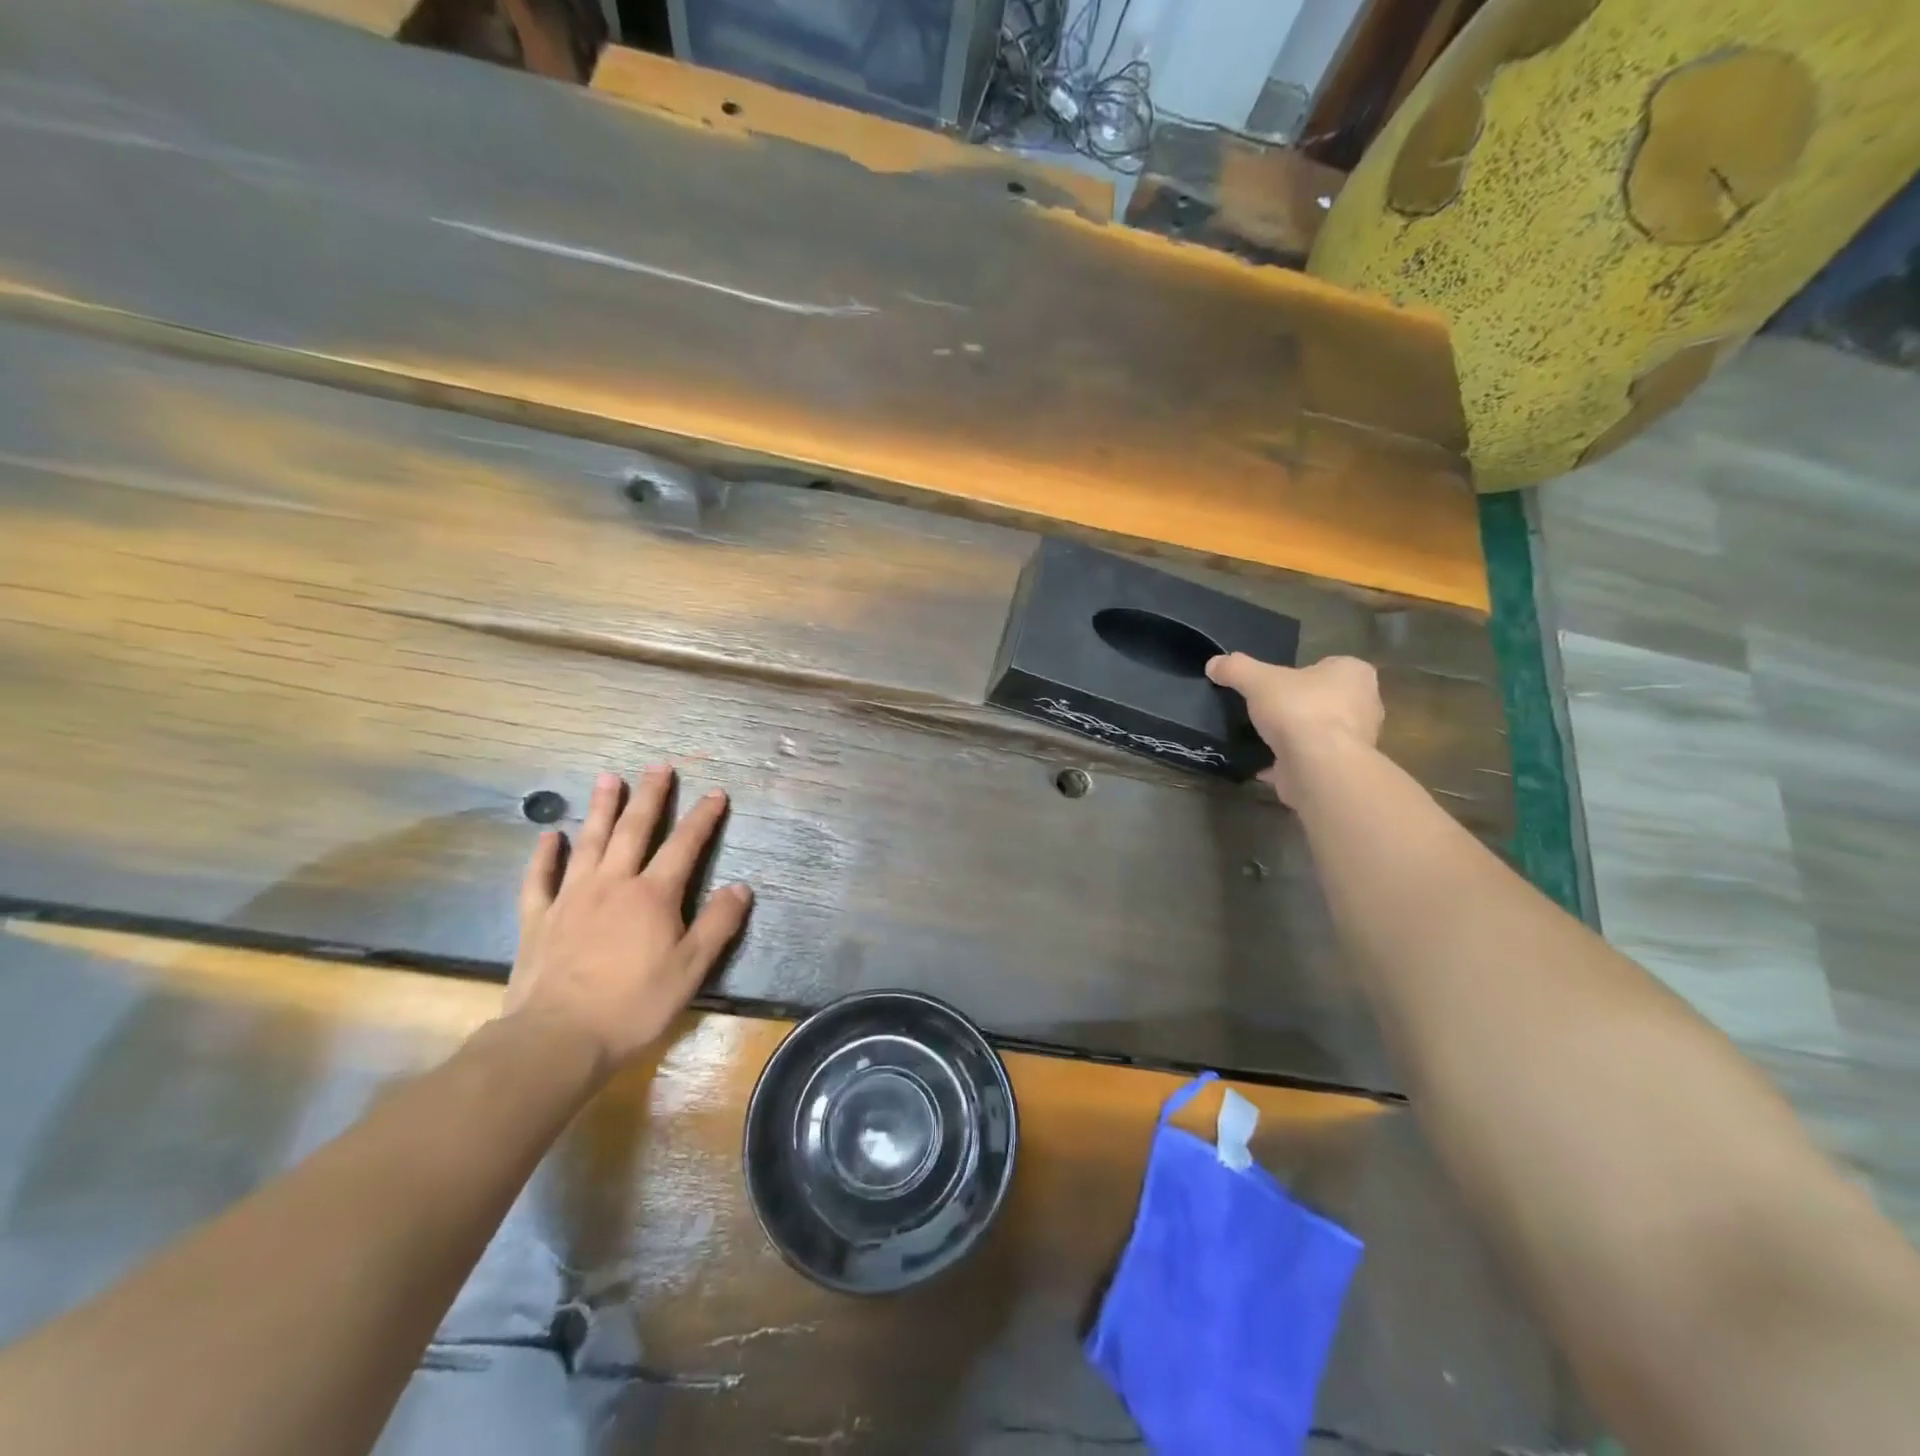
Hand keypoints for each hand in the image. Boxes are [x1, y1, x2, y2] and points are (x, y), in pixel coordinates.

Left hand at [506, 767, 752, 1070]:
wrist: (557, 1038)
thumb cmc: (634, 1005)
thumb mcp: (691, 969)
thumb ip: (717, 924)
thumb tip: (741, 887)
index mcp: (653, 896)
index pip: (684, 846)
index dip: (702, 818)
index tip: (716, 793)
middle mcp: (613, 884)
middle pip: (634, 830)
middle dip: (650, 796)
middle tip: (658, 766)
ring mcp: (571, 898)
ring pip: (590, 842)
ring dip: (601, 808)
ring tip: (608, 777)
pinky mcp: (538, 919)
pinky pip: (540, 878)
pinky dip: (545, 854)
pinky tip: (550, 835)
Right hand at [1206, 653, 1383, 806]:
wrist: (1317, 765)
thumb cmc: (1298, 710)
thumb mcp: (1258, 680)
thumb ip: (1236, 668)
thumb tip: (1214, 664)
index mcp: (1354, 673)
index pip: (1329, 666)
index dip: (1302, 674)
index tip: (1277, 686)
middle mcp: (1365, 704)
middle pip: (1326, 700)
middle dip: (1301, 706)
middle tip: (1270, 711)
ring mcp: (1357, 741)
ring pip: (1320, 732)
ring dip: (1296, 737)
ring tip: (1265, 738)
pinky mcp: (1341, 769)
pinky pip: (1311, 760)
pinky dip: (1290, 763)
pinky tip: (1265, 766)